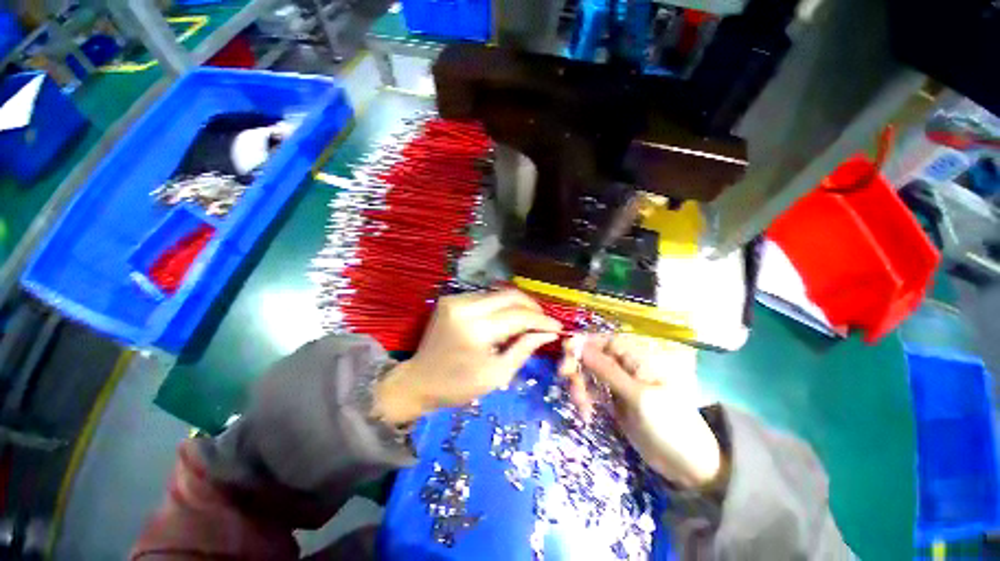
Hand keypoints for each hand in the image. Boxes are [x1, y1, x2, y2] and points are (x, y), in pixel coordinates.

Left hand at [374, 290, 560, 424]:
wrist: (419, 380)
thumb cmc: (458, 386)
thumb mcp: (497, 374)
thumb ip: (524, 349)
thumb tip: (548, 332)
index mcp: (476, 330)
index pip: (519, 316)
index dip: (541, 319)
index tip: (558, 326)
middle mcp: (465, 307)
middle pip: (509, 295)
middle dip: (532, 306)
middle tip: (544, 321)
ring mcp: (455, 299)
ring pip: (498, 293)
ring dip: (517, 305)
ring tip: (528, 321)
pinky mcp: (451, 299)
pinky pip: (485, 297)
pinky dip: (500, 306)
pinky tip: (506, 318)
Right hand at [560, 334, 723, 488]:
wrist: (688, 466)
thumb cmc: (669, 425)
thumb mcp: (637, 396)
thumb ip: (606, 370)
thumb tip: (578, 344)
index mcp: (636, 358)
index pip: (603, 340)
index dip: (583, 343)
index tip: (565, 352)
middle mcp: (625, 367)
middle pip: (592, 356)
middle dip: (577, 367)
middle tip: (568, 382)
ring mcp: (618, 384)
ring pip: (588, 374)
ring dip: (579, 386)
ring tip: (582, 408)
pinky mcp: (613, 401)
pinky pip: (592, 392)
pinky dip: (584, 400)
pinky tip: (586, 414)